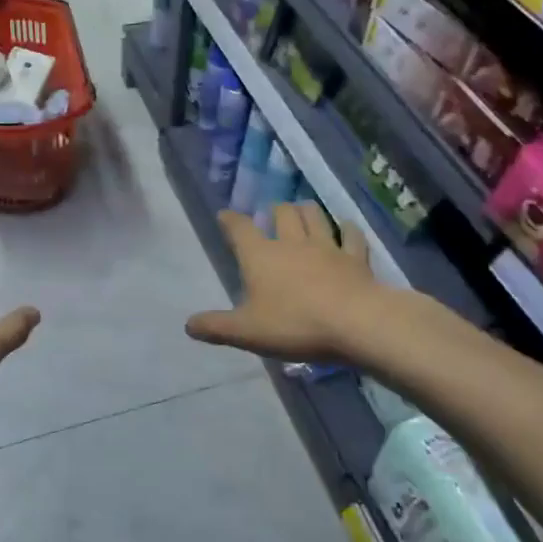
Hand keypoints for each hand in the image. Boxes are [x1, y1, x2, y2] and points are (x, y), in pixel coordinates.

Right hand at [186, 202, 380, 362]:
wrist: (355, 323)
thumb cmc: (294, 324)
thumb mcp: (246, 331)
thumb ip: (216, 327)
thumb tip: (188, 325)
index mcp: (260, 256)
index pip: (240, 228)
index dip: (230, 220)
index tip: (225, 215)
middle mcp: (291, 243)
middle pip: (282, 213)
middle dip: (275, 210)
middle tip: (272, 213)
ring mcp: (326, 247)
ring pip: (315, 216)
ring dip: (307, 210)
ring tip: (303, 210)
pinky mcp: (355, 258)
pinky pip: (352, 236)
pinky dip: (348, 229)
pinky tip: (347, 228)